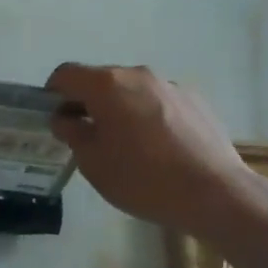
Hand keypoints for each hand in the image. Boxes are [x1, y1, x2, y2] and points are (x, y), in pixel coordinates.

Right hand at [47, 63, 261, 238]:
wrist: (215, 193)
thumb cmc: (143, 178)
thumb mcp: (93, 163)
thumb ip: (72, 133)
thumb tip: (66, 117)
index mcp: (107, 85)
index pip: (66, 74)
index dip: (53, 93)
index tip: (55, 119)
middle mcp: (138, 75)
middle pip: (101, 80)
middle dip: (88, 103)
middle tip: (87, 137)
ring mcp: (170, 85)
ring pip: (132, 91)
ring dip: (120, 110)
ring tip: (127, 146)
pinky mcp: (195, 101)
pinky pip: (159, 102)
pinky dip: (149, 117)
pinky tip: (159, 149)